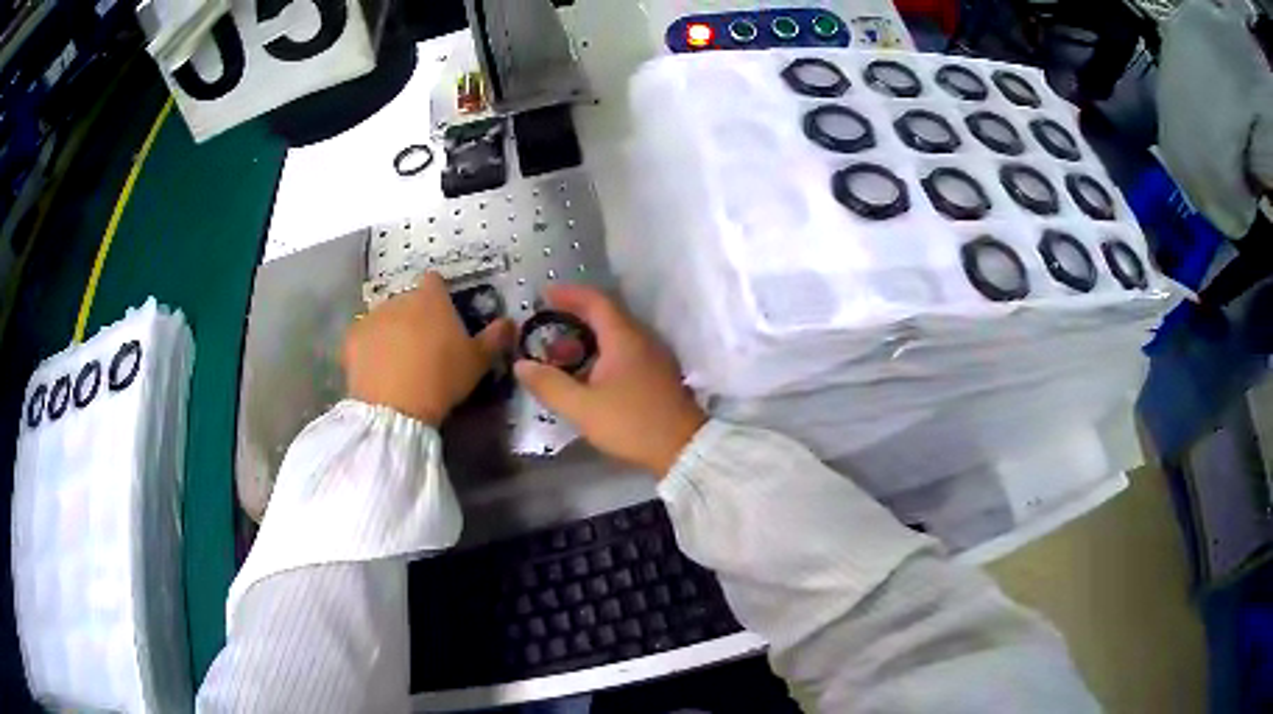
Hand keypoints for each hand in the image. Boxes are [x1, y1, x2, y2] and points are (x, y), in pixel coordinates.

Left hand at [344, 273, 513, 424]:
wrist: (395, 407)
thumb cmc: (442, 378)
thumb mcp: (478, 362)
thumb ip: (494, 338)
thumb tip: (510, 321)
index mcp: (431, 298)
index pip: (434, 282)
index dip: (438, 297)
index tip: (443, 318)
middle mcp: (399, 299)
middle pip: (408, 301)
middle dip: (413, 317)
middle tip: (423, 348)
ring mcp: (372, 317)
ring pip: (384, 318)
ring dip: (390, 332)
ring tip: (397, 363)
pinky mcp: (352, 338)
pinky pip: (363, 338)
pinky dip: (369, 349)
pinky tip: (376, 371)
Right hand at [513, 285, 706, 475]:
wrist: (683, 448)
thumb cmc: (631, 423)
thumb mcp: (582, 407)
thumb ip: (549, 385)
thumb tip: (522, 365)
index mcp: (624, 338)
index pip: (595, 301)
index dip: (568, 294)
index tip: (544, 293)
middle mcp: (641, 339)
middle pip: (606, 316)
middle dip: (573, 317)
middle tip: (545, 326)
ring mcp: (653, 357)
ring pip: (615, 337)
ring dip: (586, 340)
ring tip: (559, 357)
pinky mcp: (657, 376)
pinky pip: (624, 353)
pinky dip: (600, 355)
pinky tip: (586, 376)